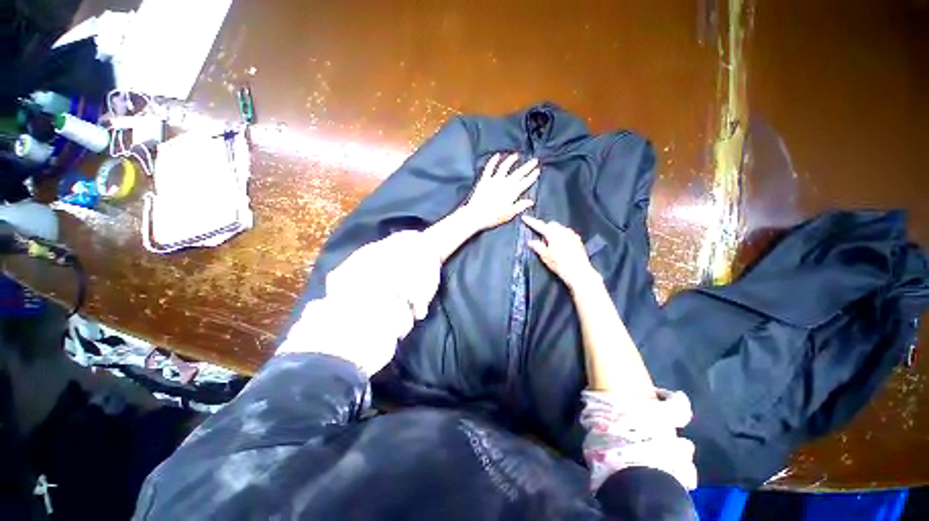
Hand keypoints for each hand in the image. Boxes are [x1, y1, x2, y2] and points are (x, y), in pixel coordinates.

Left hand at [461, 153, 539, 230]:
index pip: (525, 182)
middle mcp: (505, 184)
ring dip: (511, 160)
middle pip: (519, 173)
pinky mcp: (484, 180)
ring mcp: (494, 180)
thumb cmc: (493, 217)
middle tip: (534, 160)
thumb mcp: (509, 214)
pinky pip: (489, 168)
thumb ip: (520, 206)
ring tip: (516, 155)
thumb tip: (530, 202)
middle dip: (527, 166)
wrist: (476, 215)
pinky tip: (497, 155)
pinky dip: (493, 161)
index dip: (532, 176)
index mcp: (512, 193)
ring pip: (505, 167)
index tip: (537, 170)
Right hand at [522, 216, 600, 290]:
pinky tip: (561, 248)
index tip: (524, 218)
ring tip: (552, 246)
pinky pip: (567, 234)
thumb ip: (537, 246)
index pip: (539, 225)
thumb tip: (531, 242)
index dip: (531, 222)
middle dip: (545, 229)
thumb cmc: (560, 265)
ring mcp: (572, 234)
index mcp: (553, 233)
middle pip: (551, 224)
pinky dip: (562, 237)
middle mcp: (563, 230)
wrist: (579, 272)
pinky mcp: (578, 239)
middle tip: (542, 242)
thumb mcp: (545, 256)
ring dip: (554, 233)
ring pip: (559, 228)